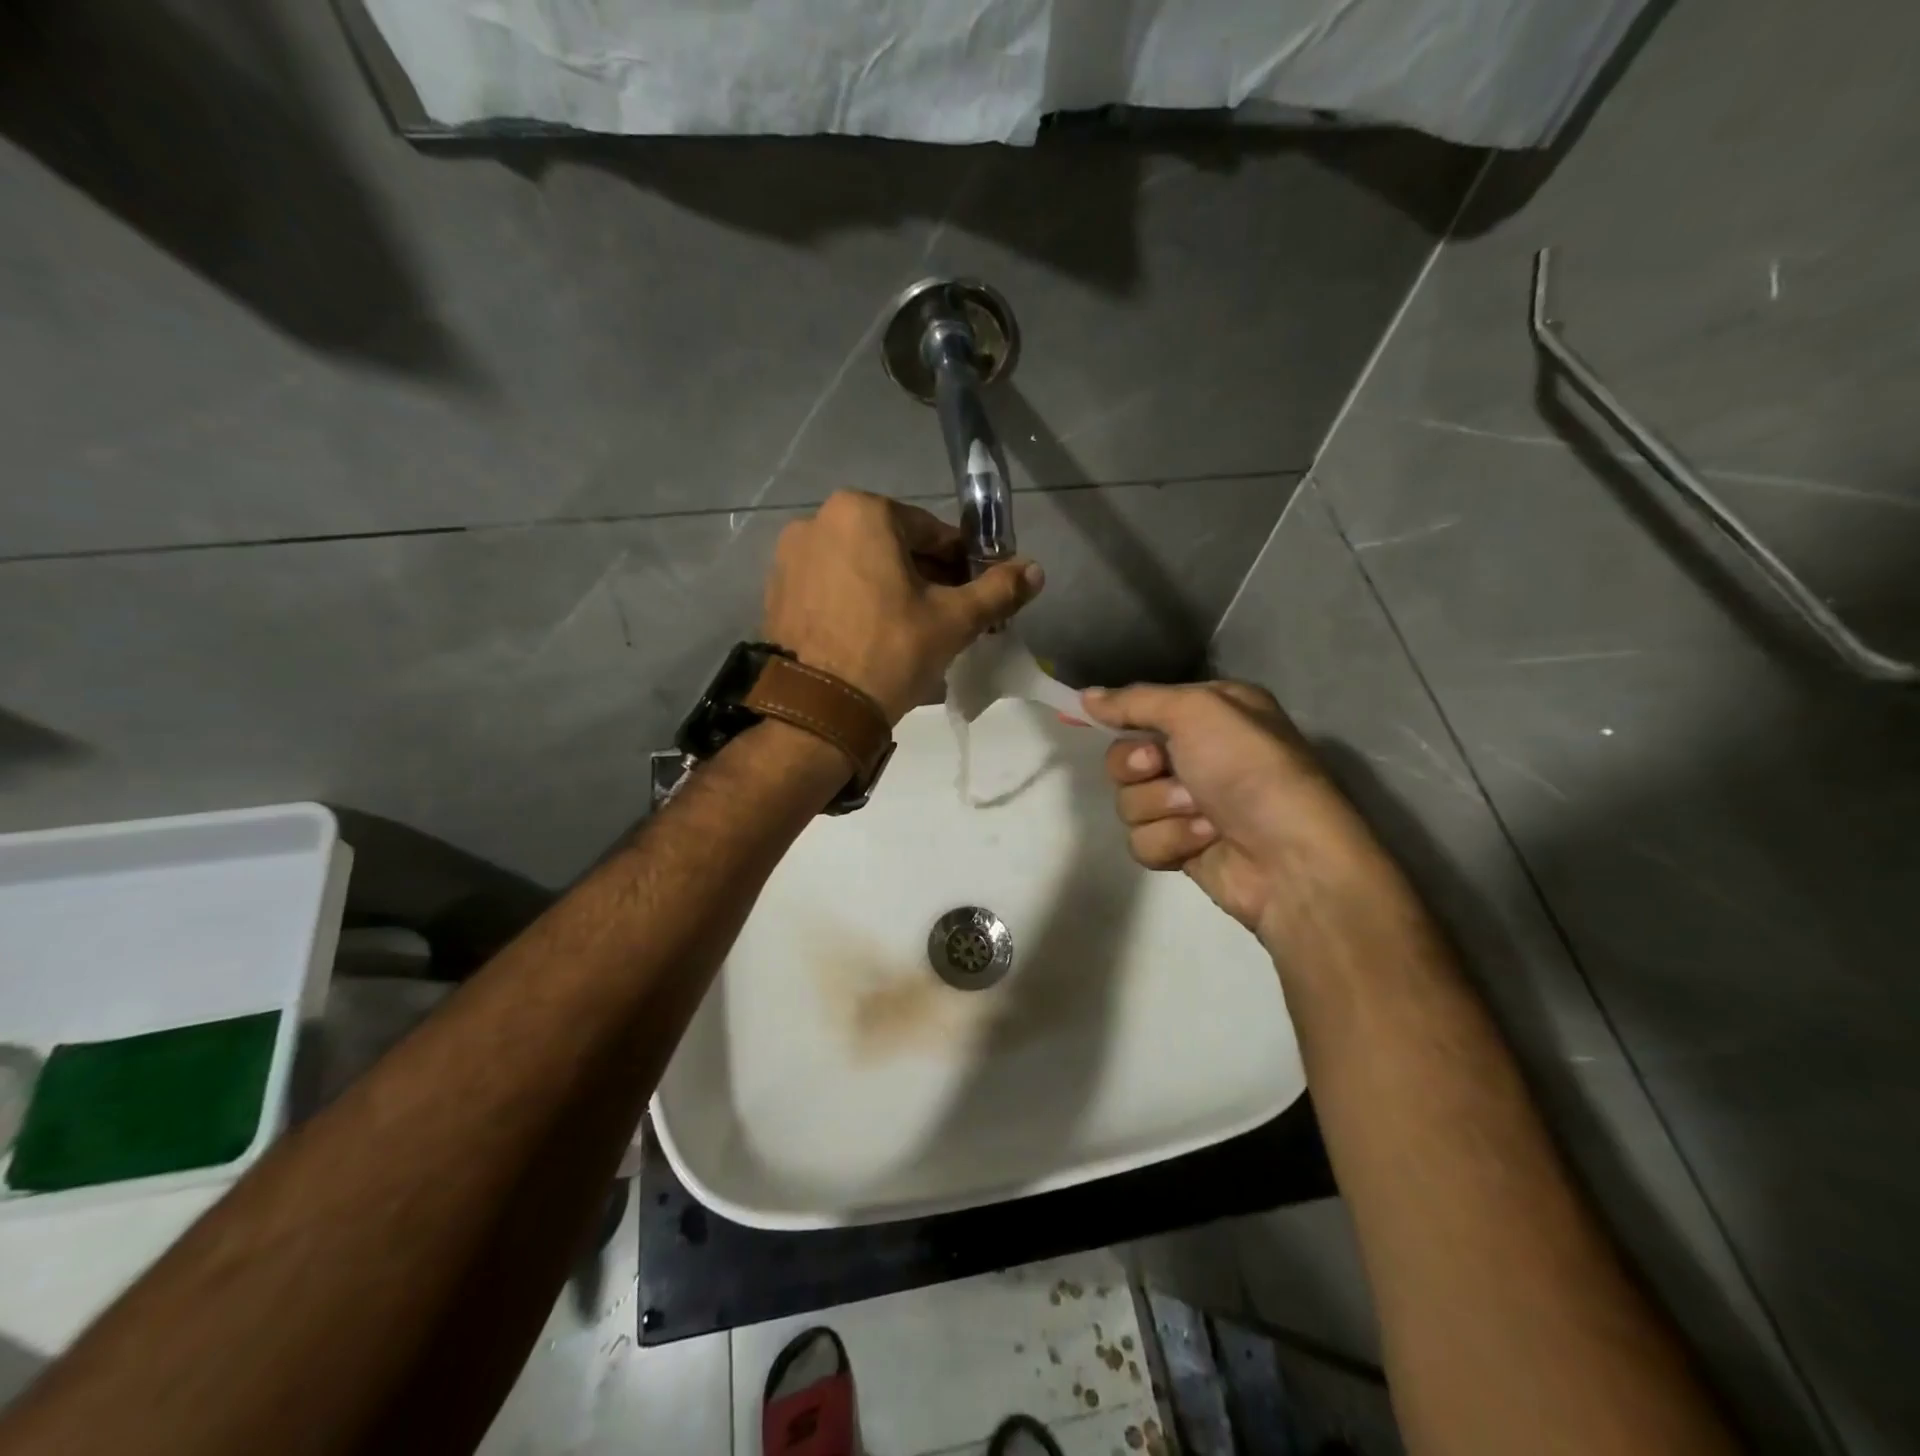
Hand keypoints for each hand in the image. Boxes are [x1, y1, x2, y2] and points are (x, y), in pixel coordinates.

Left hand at [763, 492, 1043, 721]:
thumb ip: (997, 590)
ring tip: (912, 631)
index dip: (961, 563)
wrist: (817, 711)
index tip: (975, 592)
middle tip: (947, 616)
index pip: (932, 532)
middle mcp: (819, 521)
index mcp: (862, 512)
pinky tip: (872, 636)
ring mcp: (790, 557)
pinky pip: (831, 586)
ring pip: (861, 566)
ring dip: (891, 589)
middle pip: (893, 547)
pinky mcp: (776, 591)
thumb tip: (1036, 569)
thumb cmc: (890, 652)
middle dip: (925, 577)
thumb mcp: (953, 620)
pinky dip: (856, 601)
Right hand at [1081, 681, 1404, 953]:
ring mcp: (1188, 804)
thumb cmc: (1250, 769)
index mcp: (1209, 713)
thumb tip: (1085, 696)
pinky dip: (1171, 840)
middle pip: (1124, 758)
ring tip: (1202, 814)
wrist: (1290, 857)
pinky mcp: (1182, 846)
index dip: (1117, 718)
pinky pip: (1142, 839)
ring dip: (1161, 807)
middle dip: (1138, 766)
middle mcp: (1198, 754)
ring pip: (1129, 802)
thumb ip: (1136, 701)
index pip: (1141, 708)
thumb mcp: (1197, 712)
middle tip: (1162, 766)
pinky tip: (1205, 841)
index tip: (1086, 722)